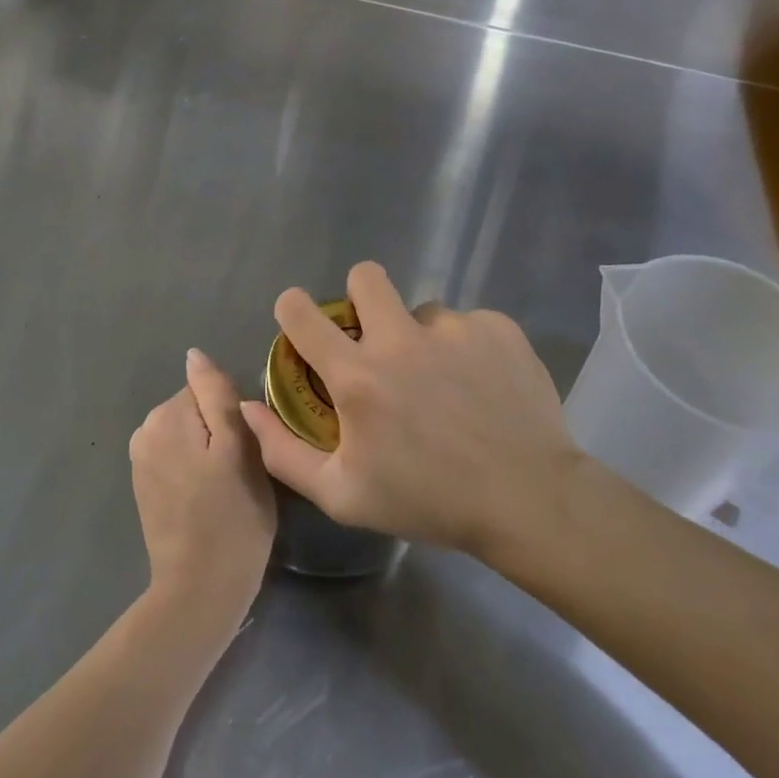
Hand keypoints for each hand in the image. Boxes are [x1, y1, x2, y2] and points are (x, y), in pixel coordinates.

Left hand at [130, 349, 276, 625]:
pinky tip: (207, 498)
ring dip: (209, 451)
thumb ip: (217, 394)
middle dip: (220, 431)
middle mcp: (145, 430)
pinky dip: (194, 469)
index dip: (235, 415)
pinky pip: (178, 457)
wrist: (200, 590)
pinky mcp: (144, 486)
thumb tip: (194, 355)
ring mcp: (140, 460)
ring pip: (190, 434)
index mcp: (166, 415)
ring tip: (227, 487)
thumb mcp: (240, 447)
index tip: (248, 448)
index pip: (209, 389)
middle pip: (197, 410)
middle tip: (241, 471)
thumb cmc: (232, 517)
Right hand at [241, 261, 578, 555]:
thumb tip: (248, 408)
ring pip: (422, 310)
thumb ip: (283, 451)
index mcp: (358, 376)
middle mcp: (401, 339)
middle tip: (376, 336)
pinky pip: (468, 324)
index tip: (300, 320)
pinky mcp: (498, 328)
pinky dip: (466, 348)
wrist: (529, 500)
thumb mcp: (343, 495)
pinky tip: (481, 386)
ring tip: (444, 383)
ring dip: (421, 337)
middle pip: (365, 276)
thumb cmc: (428, 501)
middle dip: (360, 296)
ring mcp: (454, 329)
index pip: (302, 313)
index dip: (293, 308)